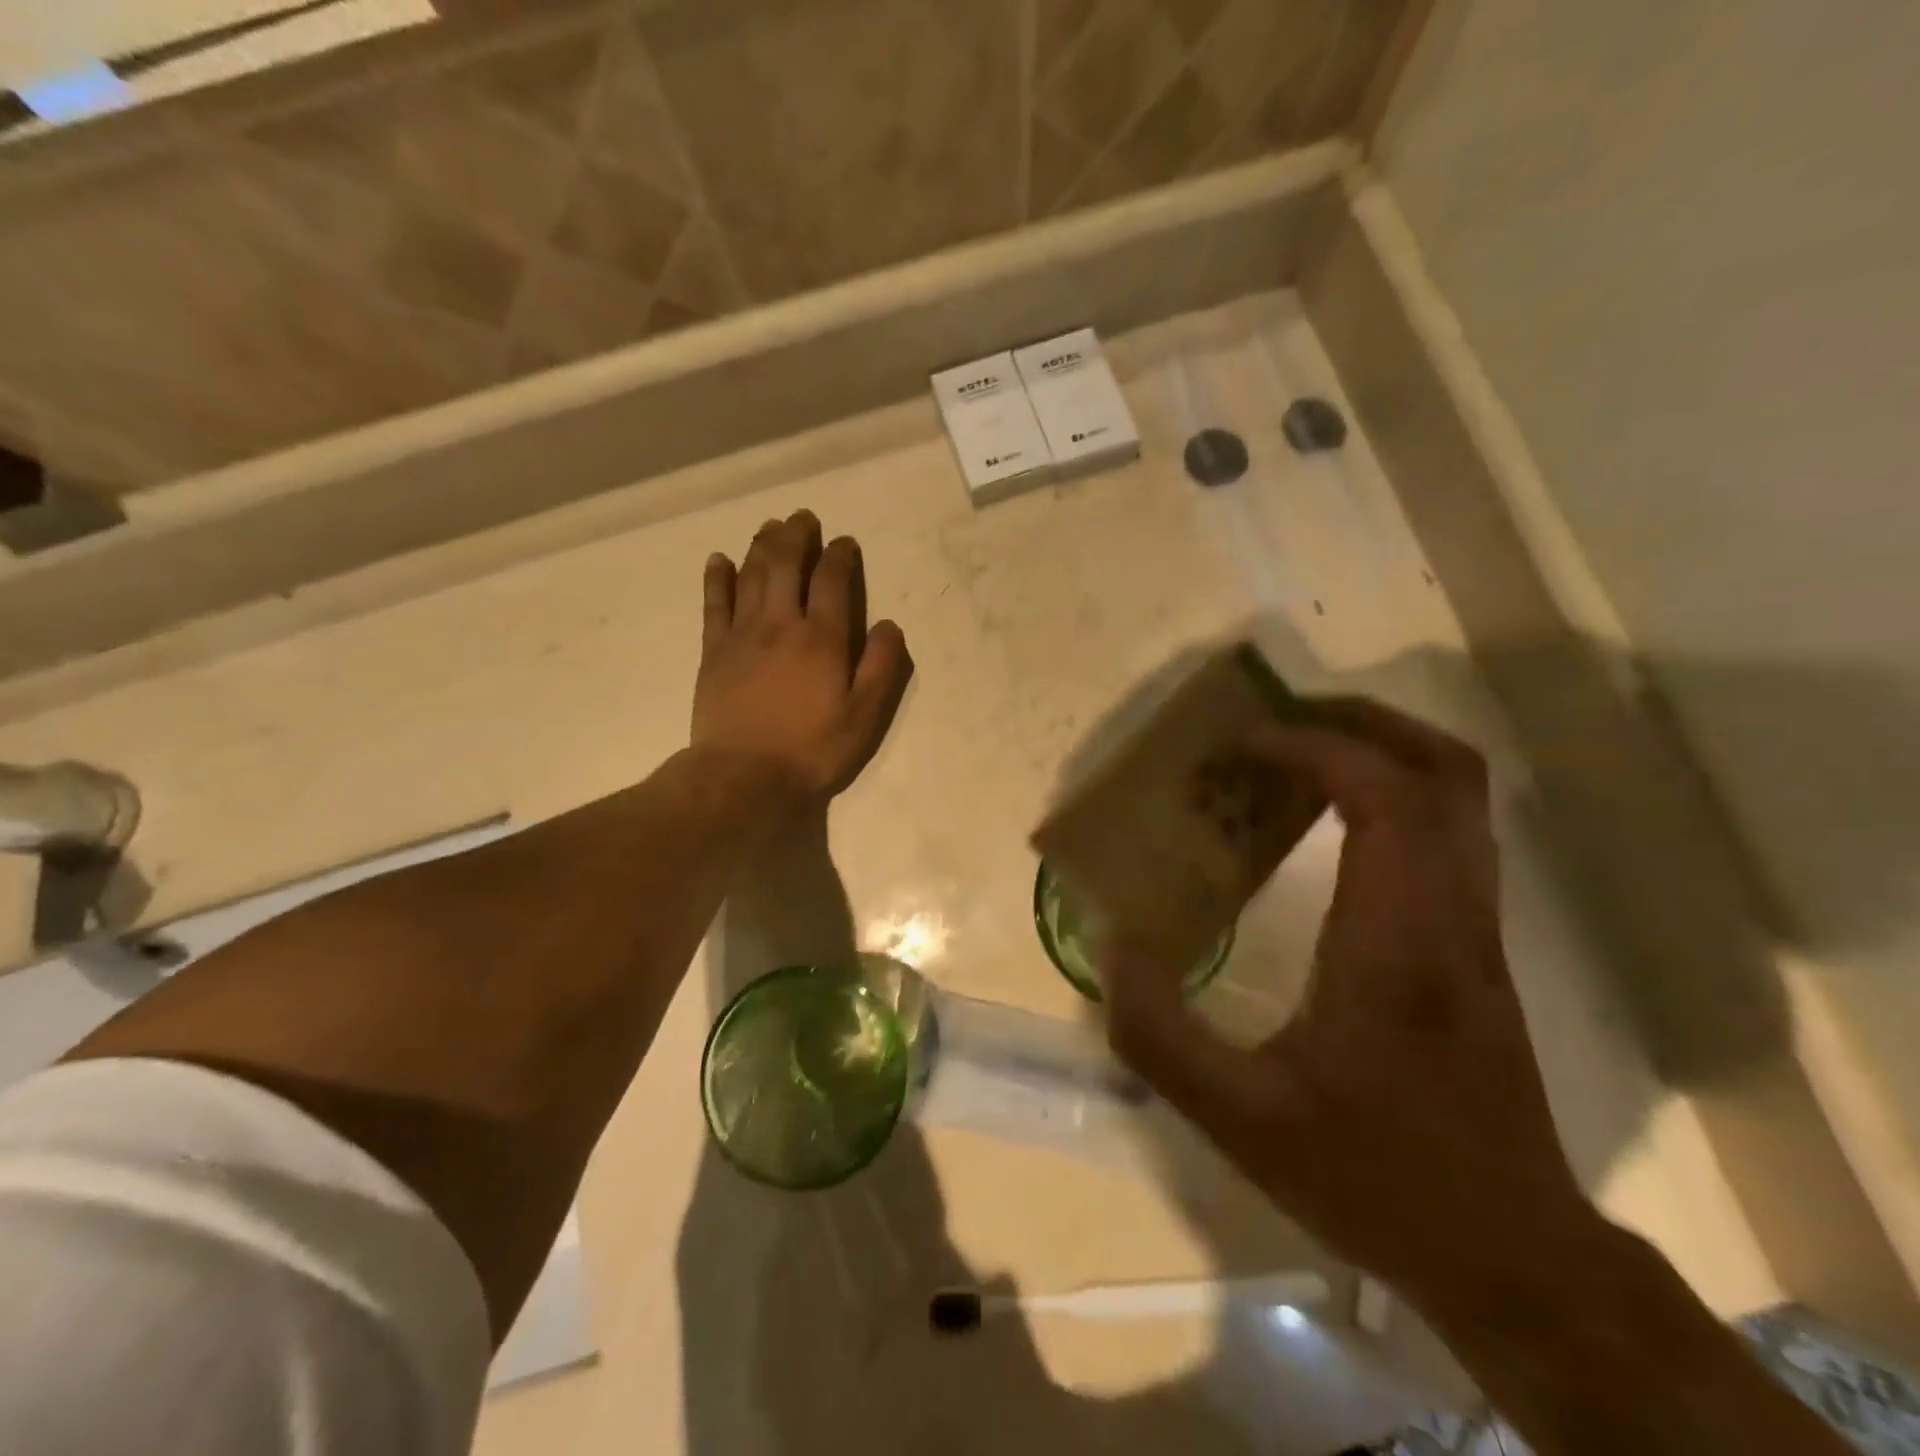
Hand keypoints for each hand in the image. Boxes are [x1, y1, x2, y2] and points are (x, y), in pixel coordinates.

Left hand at [692, 510, 913, 802]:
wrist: (744, 776)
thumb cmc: (812, 749)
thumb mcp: (864, 716)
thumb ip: (881, 667)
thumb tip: (890, 625)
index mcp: (822, 638)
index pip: (832, 580)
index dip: (840, 555)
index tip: (845, 543)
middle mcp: (781, 623)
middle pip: (787, 564)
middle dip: (797, 536)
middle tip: (803, 518)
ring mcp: (742, 634)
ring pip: (751, 575)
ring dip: (762, 545)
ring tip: (771, 526)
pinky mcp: (713, 650)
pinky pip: (714, 603)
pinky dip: (717, 577)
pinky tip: (719, 560)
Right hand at [1103, 697, 1591, 1307]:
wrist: (1509, 1254)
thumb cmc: (1373, 1176)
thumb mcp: (1238, 1118)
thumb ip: (1159, 1035)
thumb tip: (1111, 949)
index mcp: (1396, 941)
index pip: (1384, 796)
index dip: (1314, 747)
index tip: (1243, 746)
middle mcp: (1453, 915)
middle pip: (1443, 770)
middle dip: (1360, 721)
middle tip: (1279, 720)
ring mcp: (1480, 928)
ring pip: (1462, 796)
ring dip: (1384, 749)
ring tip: (1301, 752)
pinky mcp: (1481, 947)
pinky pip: (1452, 833)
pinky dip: (1396, 794)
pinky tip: (1332, 823)